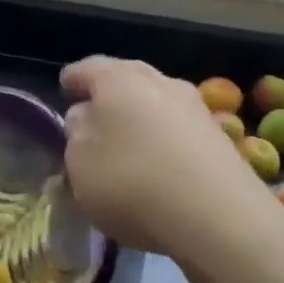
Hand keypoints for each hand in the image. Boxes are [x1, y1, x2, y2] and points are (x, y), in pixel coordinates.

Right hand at [60, 56, 271, 257]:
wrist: (215, 213)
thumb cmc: (129, 179)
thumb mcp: (79, 162)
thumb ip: (77, 134)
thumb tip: (85, 117)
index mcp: (118, 79)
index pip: (89, 69)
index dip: (74, 77)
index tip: (64, 84)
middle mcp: (160, 82)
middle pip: (129, 79)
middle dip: (110, 93)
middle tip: (94, 109)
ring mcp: (195, 108)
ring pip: (158, 102)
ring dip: (140, 116)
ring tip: (126, 140)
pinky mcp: (218, 139)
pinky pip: (179, 129)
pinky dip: (163, 139)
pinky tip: (157, 161)